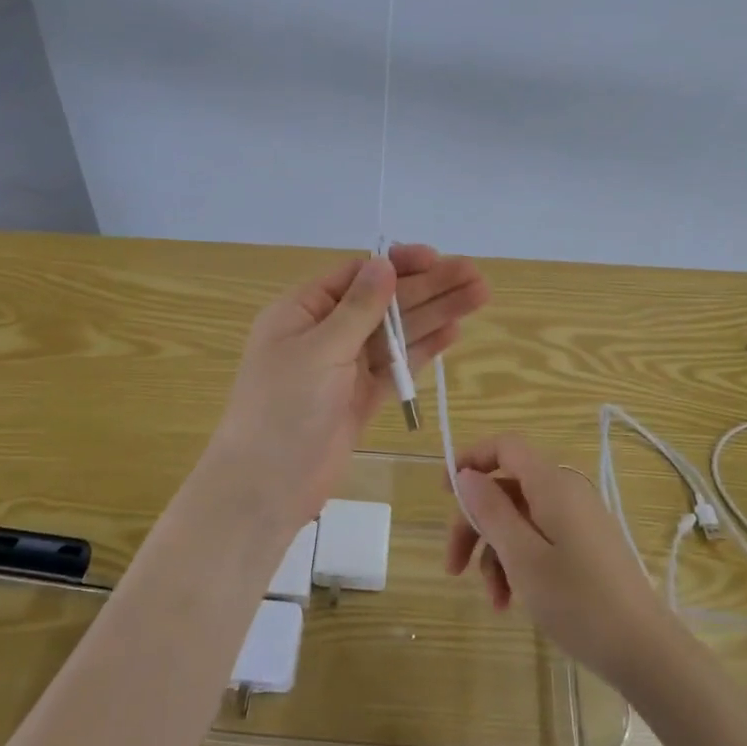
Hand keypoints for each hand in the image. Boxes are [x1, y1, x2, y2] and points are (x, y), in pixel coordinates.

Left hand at [208, 245, 489, 527]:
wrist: (267, 486)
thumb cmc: (284, 408)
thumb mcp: (319, 349)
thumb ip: (358, 308)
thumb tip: (383, 263)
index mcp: (303, 310)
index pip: (357, 276)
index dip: (398, 265)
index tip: (435, 259)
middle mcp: (325, 332)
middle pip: (384, 302)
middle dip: (429, 288)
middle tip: (475, 277)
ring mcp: (344, 366)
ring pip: (396, 333)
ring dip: (435, 315)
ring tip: (479, 297)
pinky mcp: (360, 397)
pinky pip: (396, 366)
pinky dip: (423, 351)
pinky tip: (453, 333)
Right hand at [444, 434, 675, 687]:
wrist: (645, 650)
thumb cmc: (578, 601)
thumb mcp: (522, 557)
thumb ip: (491, 511)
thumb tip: (466, 475)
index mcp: (552, 485)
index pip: (506, 447)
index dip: (471, 459)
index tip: (444, 492)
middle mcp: (566, 492)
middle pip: (507, 489)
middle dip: (475, 524)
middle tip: (453, 566)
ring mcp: (578, 520)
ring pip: (520, 519)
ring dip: (496, 553)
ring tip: (493, 599)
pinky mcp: (586, 545)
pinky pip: (540, 538)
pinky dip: (520, 562)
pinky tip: (512, 601)